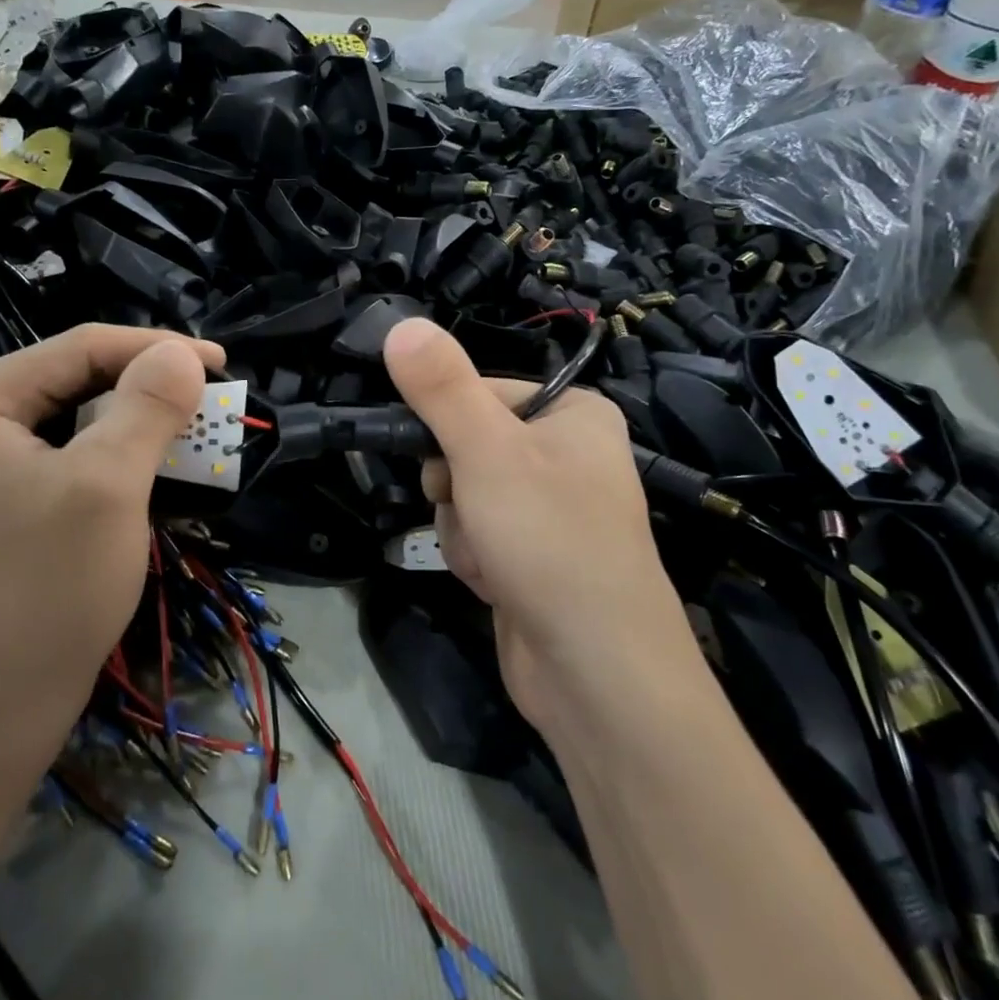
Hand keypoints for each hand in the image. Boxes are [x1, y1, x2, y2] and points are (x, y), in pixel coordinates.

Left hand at [0, 326, 224, 746]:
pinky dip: (123, 447)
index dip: (156, 347)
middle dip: (148, 382)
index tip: (220, 362)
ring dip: (141, 414)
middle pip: (77, 375)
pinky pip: (75, 447)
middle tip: (210, 392)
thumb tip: (183, 353)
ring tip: (195, 421)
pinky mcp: (9, 490)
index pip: (79, 347)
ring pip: (80, 411)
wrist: (3, 702)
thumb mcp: (109, 483)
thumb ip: (148, 406)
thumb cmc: (51, 586)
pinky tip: (160, 457)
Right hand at [384, 319, 702, 736]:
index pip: (479, 390)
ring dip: (462, 528)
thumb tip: (401, 324)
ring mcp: (551, 510)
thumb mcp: (487, 450)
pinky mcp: (535, 556)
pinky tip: (495, 583)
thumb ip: (441, 386)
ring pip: (465, 494)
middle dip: (455, 487)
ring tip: (492, 558)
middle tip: (473, 510)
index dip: (448, 425)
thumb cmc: (548, 539)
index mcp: (574, 413)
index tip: (439, 458)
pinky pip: (479, 535)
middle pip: (467, 445)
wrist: (598, 674)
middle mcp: (568, 455)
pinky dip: (476, 558)